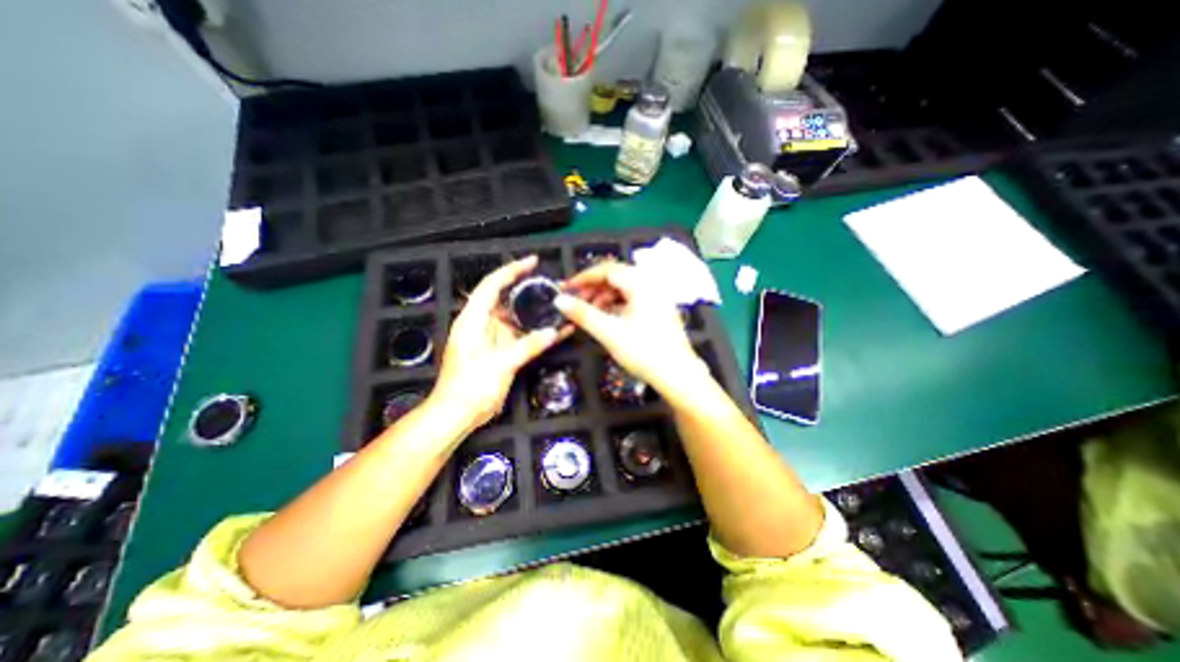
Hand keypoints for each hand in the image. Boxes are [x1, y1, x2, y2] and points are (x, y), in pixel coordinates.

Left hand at [431, 255, 571, 430]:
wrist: (457, 415)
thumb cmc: (470, 388)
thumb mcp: (500, 365)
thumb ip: (528, 346)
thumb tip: (554, 332)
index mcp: (473, 320)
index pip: (492, 285)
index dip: (512, 270)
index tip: (533, 262)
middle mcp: (481, 324)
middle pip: (505, 298)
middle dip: (527, 289)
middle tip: (552, 285)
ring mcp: (492, 338)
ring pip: (515, 317)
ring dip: (534, 311)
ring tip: (557, 304)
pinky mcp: (500, 350)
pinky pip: (521, 335)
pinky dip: (536, 332)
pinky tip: (556, 331)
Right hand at [555, 262, 707, 398]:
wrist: (678, 376)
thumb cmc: (644, 352)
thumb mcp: (609, 332)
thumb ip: (583, 314)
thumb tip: (558, 300)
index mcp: (641, 284)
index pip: (607, 270)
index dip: (584, 277)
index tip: (565, 288)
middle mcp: (650, 285)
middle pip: (616, 277)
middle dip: (593, 287)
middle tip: (575, 302)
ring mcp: (656, 297)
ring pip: (624, 289)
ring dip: (604, 297)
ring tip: (590, 312)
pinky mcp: (658, 310)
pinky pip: (632, 299)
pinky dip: (616, 305)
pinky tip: (607, 318)